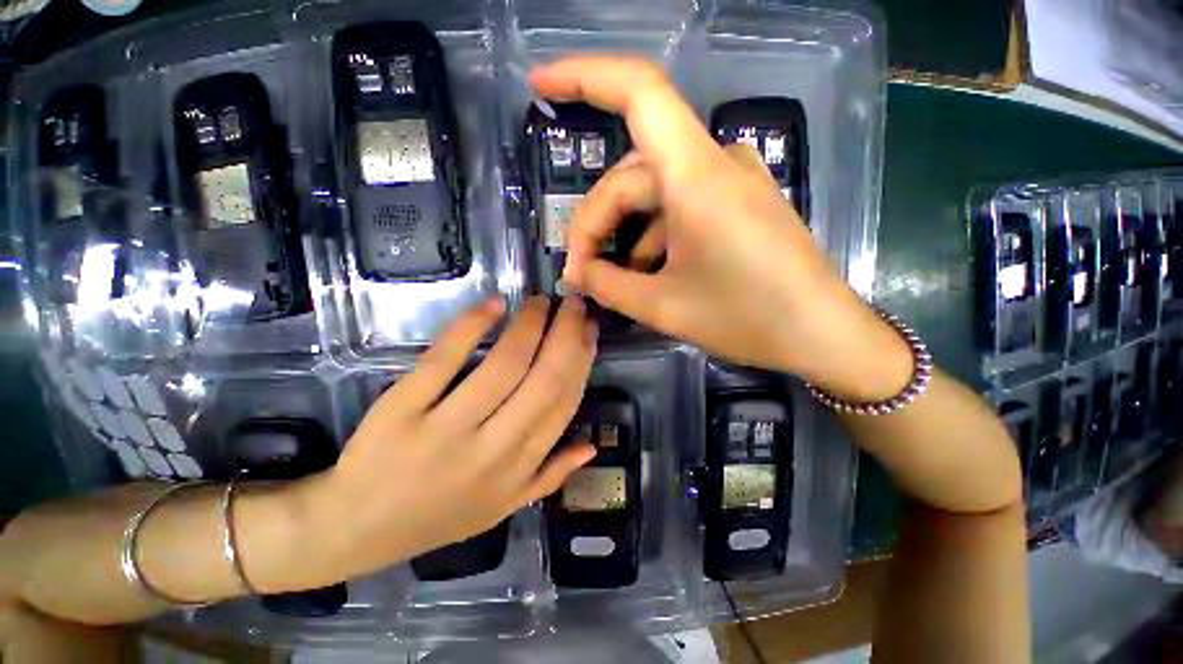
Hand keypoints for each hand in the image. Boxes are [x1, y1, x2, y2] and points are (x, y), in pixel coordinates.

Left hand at [305, 296, 597, 581]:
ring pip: (502, 366)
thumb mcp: (503, 507)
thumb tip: (591, 445)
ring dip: (528, 326)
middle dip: (565, 334)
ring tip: (540, 302)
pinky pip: (444, 360)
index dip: (581, 361)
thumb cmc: (438, 516)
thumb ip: (550, 476)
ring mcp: (445, 428)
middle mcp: (490, 449)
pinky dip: (471, 326)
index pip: (562, 404)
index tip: (588, 330)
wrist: (356, 527)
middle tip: (572, 303)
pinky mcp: (402, 409)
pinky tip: (494, 305)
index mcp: (516, 469)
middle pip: (542, 380)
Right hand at [531, 55, 911, 400]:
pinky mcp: (736, 203)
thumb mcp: (663, 306)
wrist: (820, 334)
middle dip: (596, 224)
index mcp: (696, 176)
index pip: (639, 93)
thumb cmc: (746, 318)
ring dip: (623, 235)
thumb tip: (575, 273)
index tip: (539, 84)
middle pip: (630, 176)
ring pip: (651, 196)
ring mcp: (729, 182)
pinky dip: (652, 238)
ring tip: (611, 280)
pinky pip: (677, 208)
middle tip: (581, 273)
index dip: (583, 77)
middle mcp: (714, 164)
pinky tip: (647, 273)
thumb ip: (608, 286)